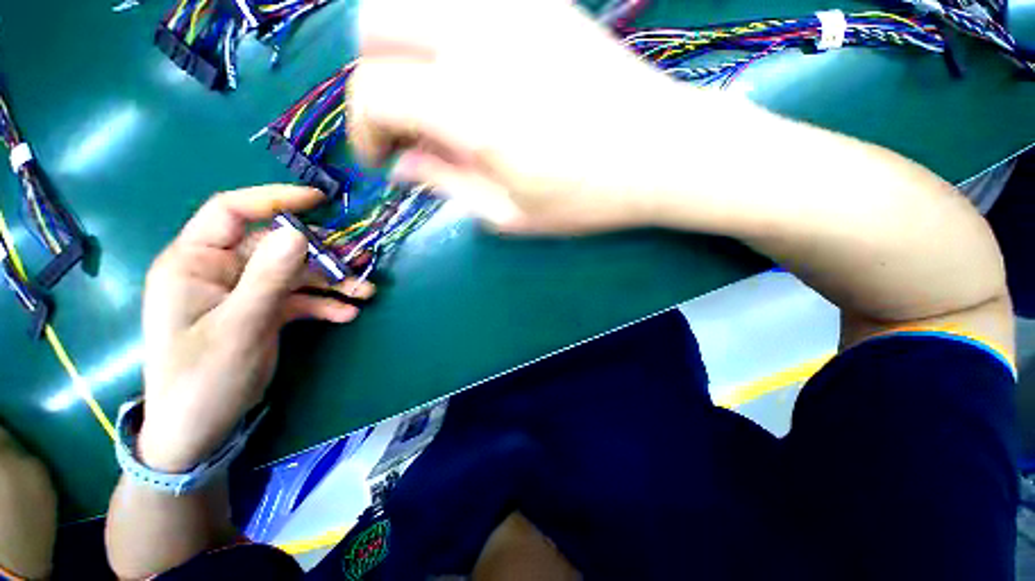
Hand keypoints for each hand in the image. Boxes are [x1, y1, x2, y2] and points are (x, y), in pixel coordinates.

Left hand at [137, 186, 373, 472]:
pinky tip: (347, 314)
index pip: (231, 212)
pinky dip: (324, 304)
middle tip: (362, 259)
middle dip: (323, 254)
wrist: (200, 429)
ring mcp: (244, 292)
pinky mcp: (263, 312)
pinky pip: (299, 299)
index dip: (274, 200)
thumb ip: (268, 278)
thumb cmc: (203, 379)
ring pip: (296, 274)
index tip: (319, 200)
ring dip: (333, 282)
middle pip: (278, 247)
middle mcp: (220, 271)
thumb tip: (298, 233)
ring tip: (366, 291)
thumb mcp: (240, 327)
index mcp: (195, 263)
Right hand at [348, 0, 708, 233]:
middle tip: (403, 125)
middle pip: (374, 24)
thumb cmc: (586, 199)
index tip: (382, 160)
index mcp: (472, 110)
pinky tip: (465, 67)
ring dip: (401, 47)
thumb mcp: (510, 215)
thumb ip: (447, 185)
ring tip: (429, 97)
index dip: (365, 130)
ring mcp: (510, 7)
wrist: (661, 154)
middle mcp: (479, 40)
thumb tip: (402, 166)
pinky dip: (440, 25)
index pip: (374, 94)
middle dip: (373, 78)